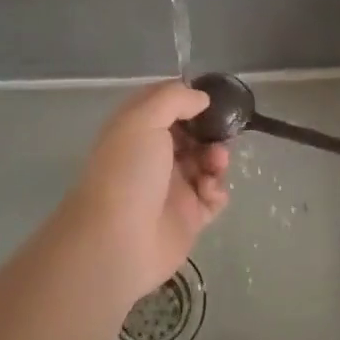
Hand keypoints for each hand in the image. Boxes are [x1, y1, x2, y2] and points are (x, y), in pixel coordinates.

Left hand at [60, 80, 230, 303]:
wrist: (118, 241)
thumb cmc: (129, 172)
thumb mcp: (144, 120)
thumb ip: (174, 99)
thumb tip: (201, 98)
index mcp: (137, 130)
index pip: (165, 105)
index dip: (187, 98)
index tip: (210, 97)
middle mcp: (154, 156)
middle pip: (192, 133)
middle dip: (210, 130)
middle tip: (221, 134)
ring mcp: (172, 187)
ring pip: (206, 163)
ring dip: (217, 158)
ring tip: (215, 165)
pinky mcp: (188, 217)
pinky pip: (213, 197)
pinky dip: (217, 190)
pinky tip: (209, 192)